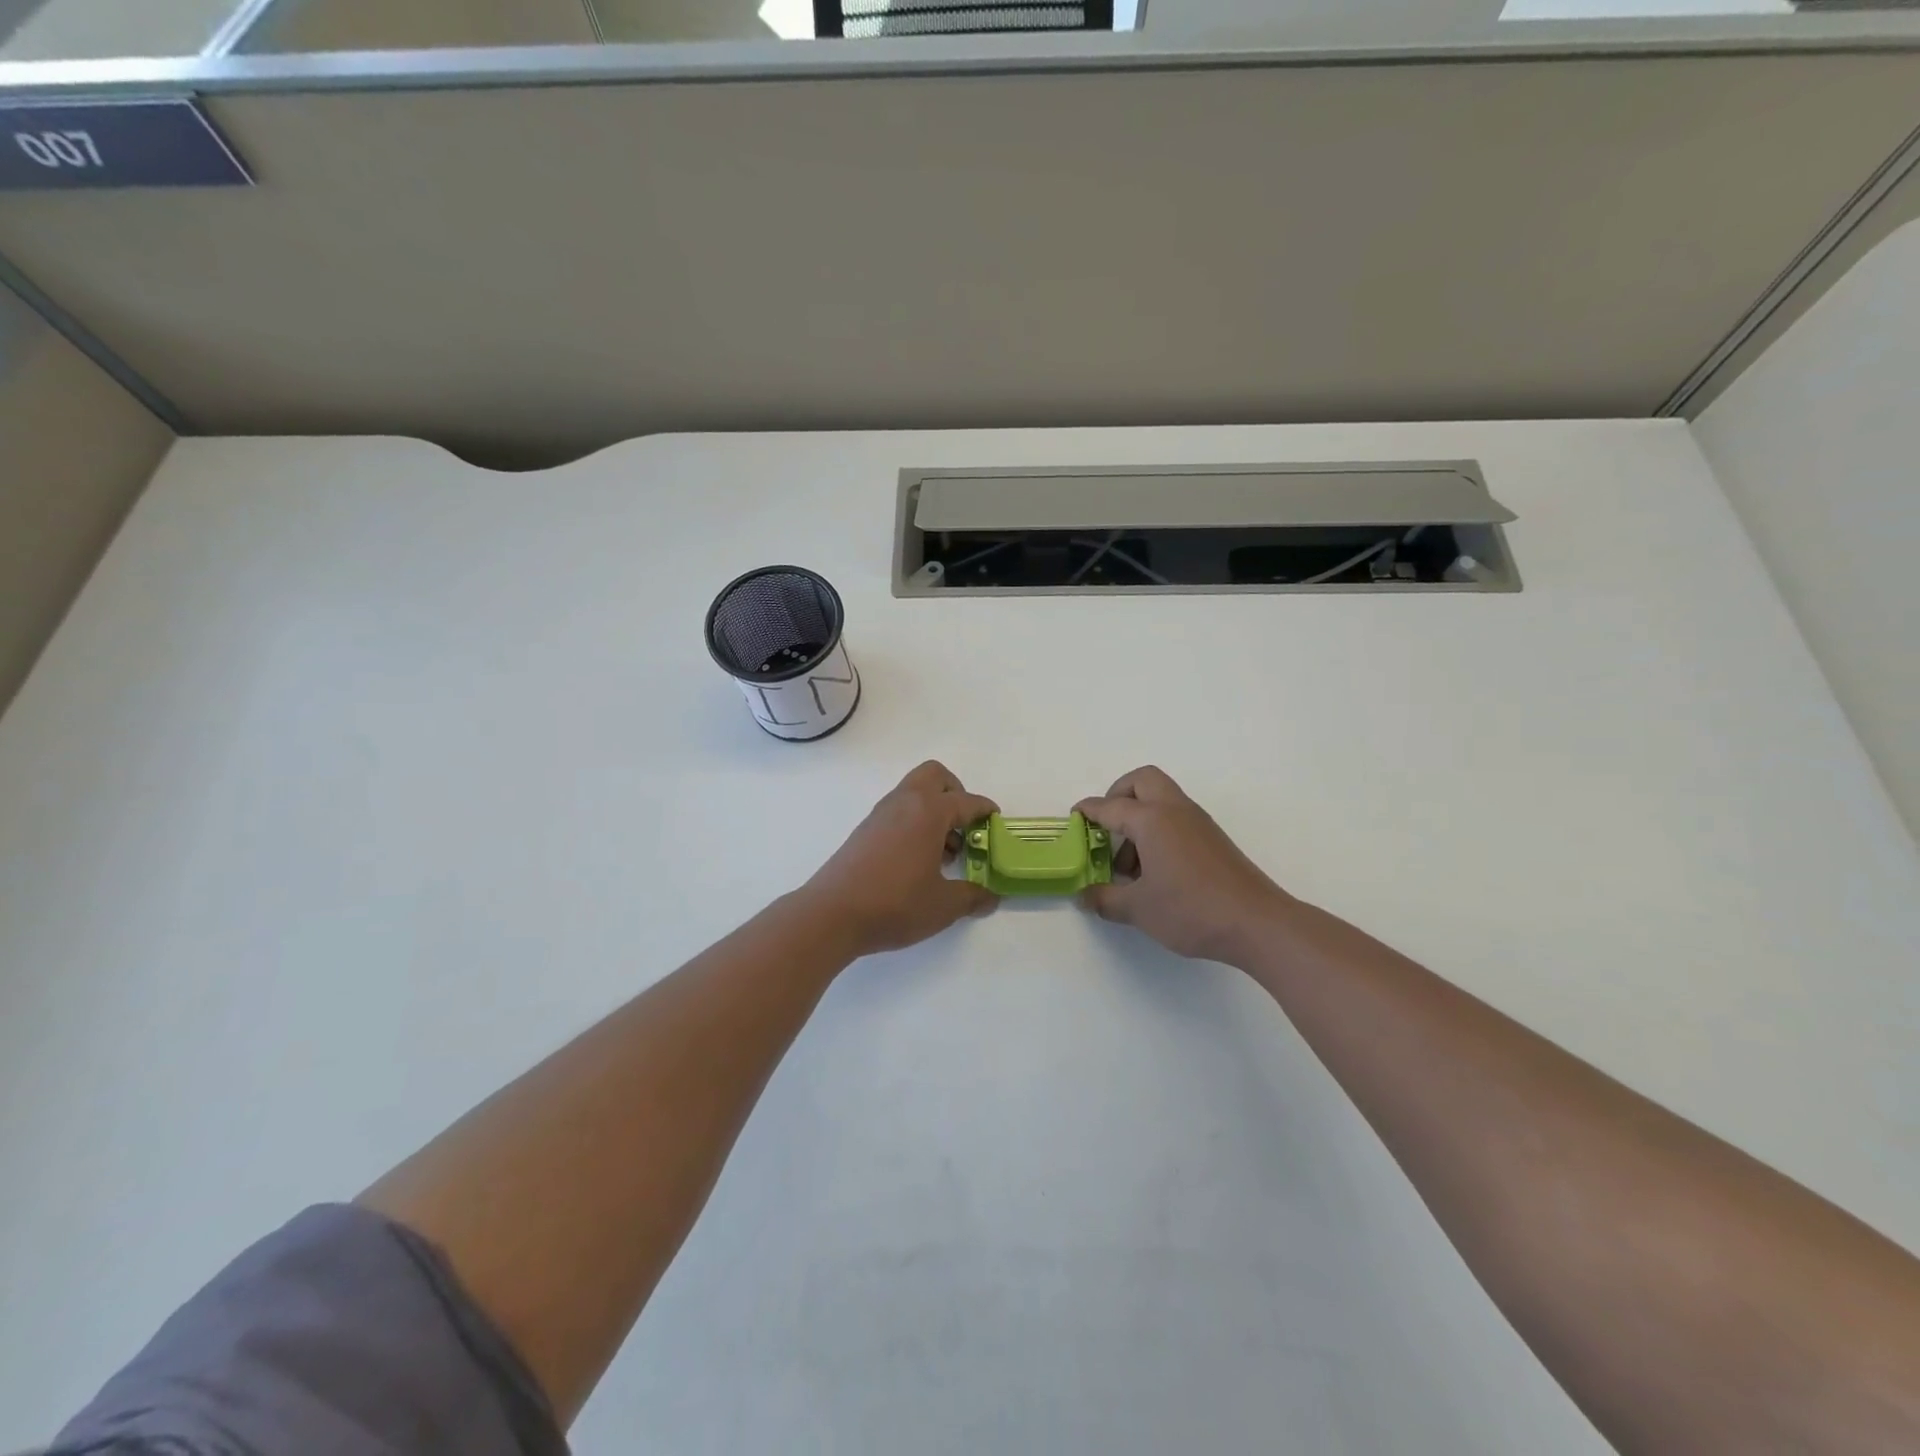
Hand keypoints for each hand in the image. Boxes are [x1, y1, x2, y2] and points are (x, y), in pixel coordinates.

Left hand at [801, 761, 999, 957]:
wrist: (832, 914)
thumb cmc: (895, 903)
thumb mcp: (943, 906)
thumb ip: (972, 897)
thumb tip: (990, 897)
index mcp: (929, 812)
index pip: (966, 801)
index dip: (985, 810)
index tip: (995, 822)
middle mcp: (904, 803)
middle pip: (935, 776)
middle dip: (955, 793)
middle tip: (965, 826)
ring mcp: (880, 815)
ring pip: (913, 793)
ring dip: (934, 811)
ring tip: (943, 853)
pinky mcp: (864, 831)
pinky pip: (898, 812)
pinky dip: (914, 823)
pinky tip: (917, 861)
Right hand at [1076, 766, 1296, 964]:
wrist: (1257, 923)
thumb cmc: (1191, 910)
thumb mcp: (1138, 909)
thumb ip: (1105, 899)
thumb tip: (1084, 896)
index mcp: (1151, 819)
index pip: (1110, 806)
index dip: (1088, 811)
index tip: (1074, 818)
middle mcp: (1175, 811)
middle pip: (1142, 781)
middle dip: (1118, 795)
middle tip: (1106, 826)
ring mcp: (1198, 823)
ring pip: (1161, 799)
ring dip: (1139, 818)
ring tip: (1129, 865)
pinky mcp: (1213, 839)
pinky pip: (1177, 819)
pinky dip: (1159, 831)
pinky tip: (1155, 872)